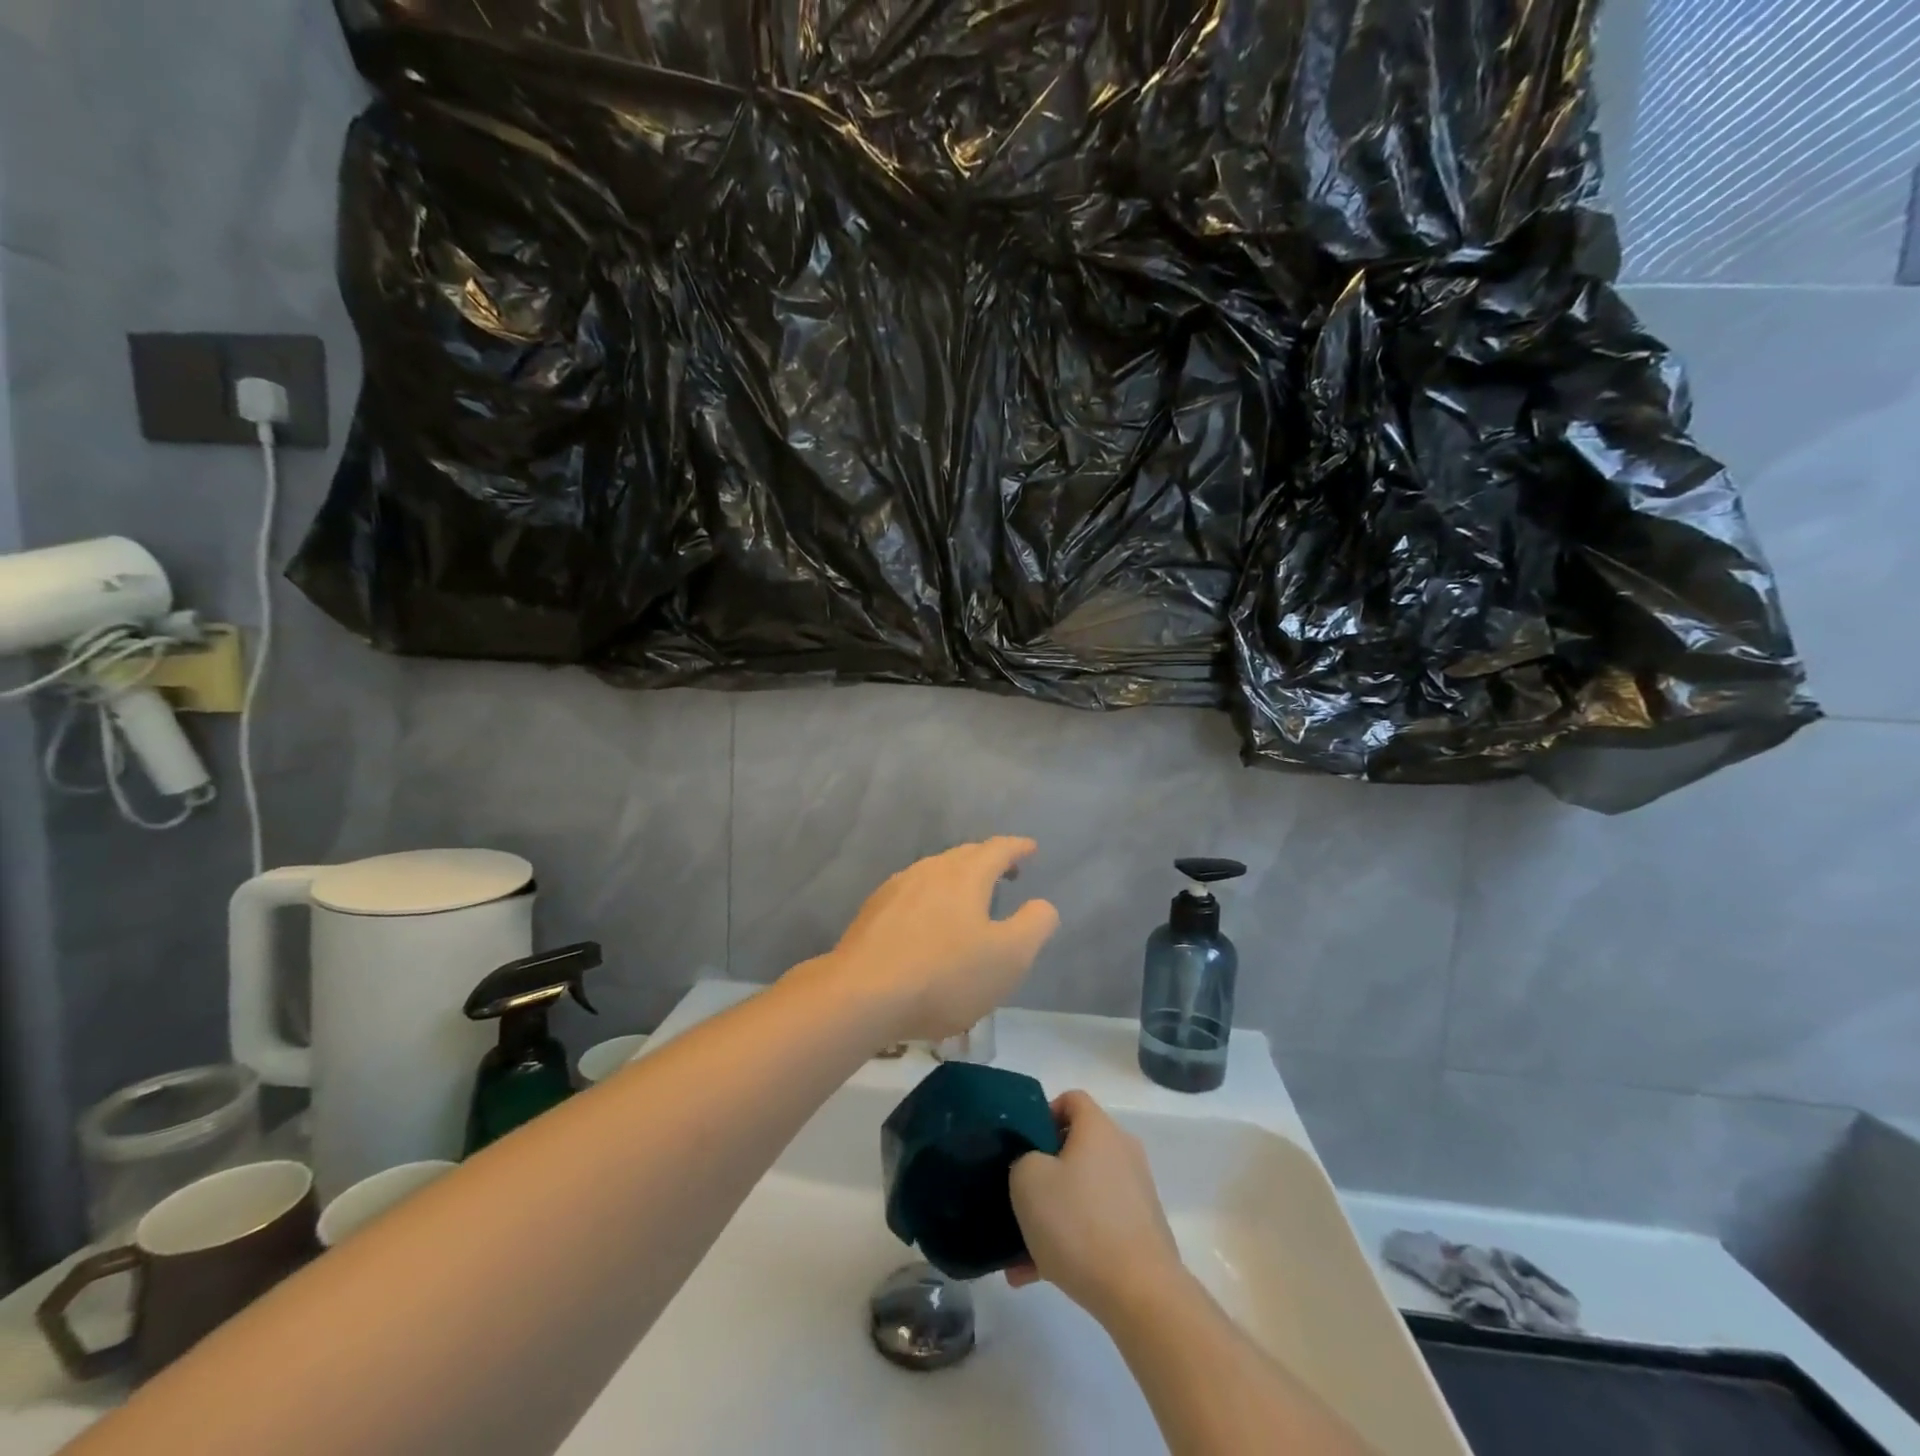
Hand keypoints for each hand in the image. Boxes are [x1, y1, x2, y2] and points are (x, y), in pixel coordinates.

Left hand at [821, 838, 1058, 1043]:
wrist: (862, 995)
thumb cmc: (944, 975)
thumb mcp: (1009, 957)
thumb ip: (1034, 925)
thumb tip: (1041, 905)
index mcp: (966, 874)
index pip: (998, 849)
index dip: (1018, 848)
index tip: (1031, 849)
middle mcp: (930, 870)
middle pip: (964, 855)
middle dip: (988, 860)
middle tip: (1006, 873)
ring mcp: (897, 888)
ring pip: (935, 872)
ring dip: (957, 878)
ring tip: (969, 898)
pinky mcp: (873, 911)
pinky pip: (912, 893)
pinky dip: (931, 898)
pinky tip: (928, 922)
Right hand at [1007, 1091, 1184, 1324]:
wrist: (1141, 1294)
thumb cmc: (1079, 1223)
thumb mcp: (1028, 1180)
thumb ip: (1022, 1159)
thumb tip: (1035, 1166)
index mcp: (1099, 1128)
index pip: (1071, 1100)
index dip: (1042, 1115)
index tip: (1022, 1146)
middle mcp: (1122, 1151)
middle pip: (1076, 1148)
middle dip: (1043, 1173)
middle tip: (1018, 1198)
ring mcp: (1135, 1193)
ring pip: (1082, 1193)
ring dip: (1051, 1215)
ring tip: (1018, 1252)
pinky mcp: (1141, 1232)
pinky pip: (1095, 1225)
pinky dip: (1069, 1242)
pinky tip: (1035, 1274)